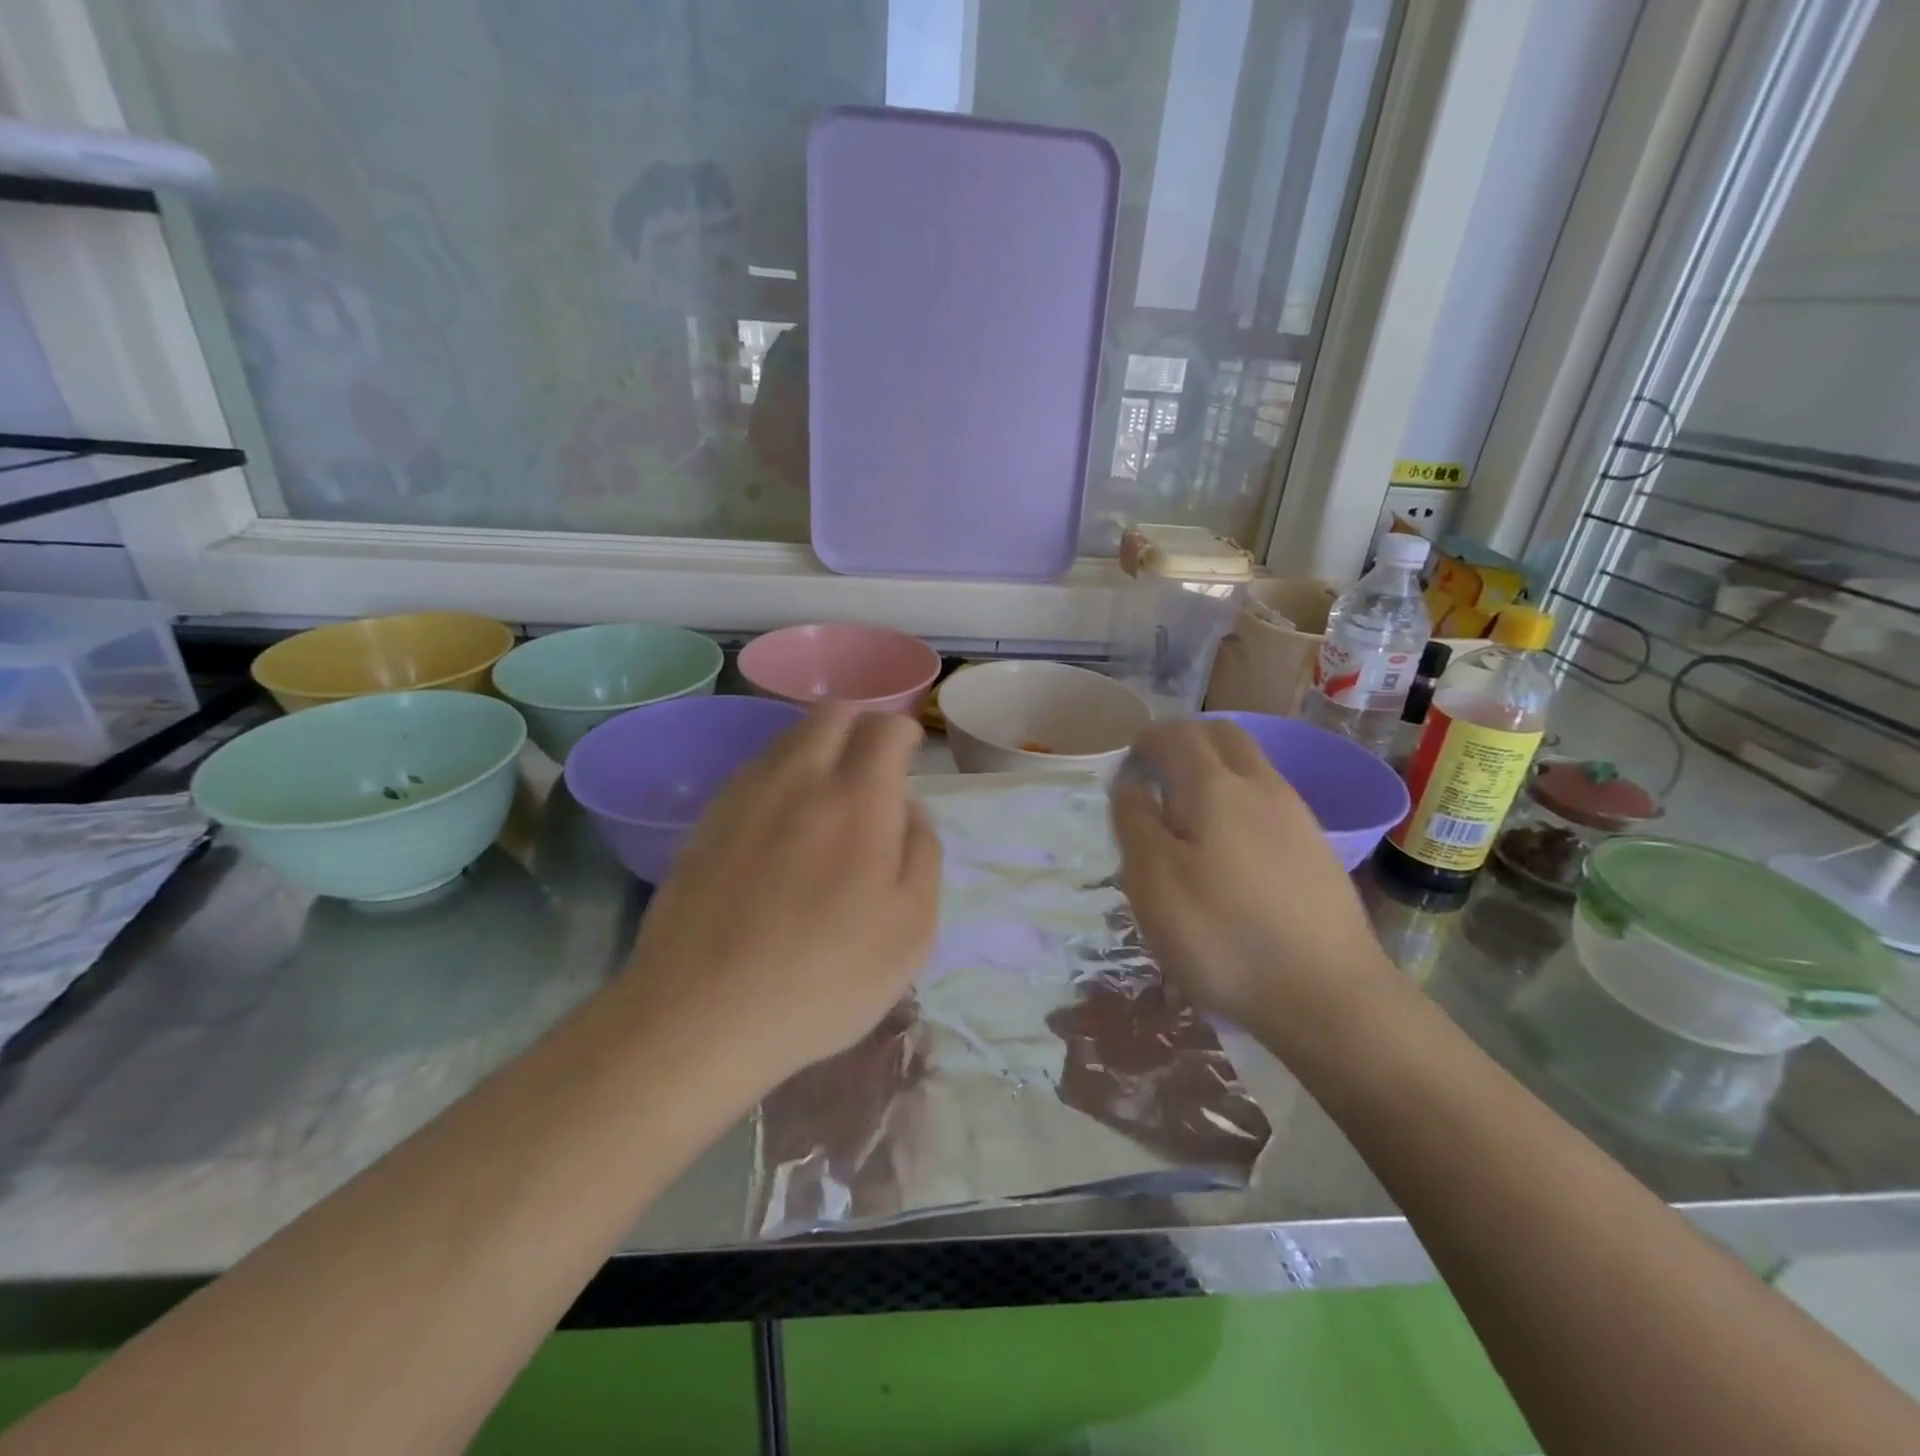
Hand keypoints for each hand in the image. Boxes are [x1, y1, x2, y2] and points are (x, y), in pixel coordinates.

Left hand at [623, 705, 942, 1079]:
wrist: (701, 1015)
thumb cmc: (826, 977)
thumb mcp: (912, 928)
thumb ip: (923, 853)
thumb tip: (910, 809)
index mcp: (858, 798)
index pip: (884, 728)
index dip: (903, 733)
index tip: (909, 755)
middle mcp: (800, 778)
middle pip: (832, 714)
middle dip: (861, 724)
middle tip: (874, 763)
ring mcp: (745, 795)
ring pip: (789, 737)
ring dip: (819, 745)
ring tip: (830, 790)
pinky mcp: (707, 821)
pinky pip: (754, 770)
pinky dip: (781, 773)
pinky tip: (783, 819)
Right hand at [1110, 720, 1394, 1034]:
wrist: (1329, 996)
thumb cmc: (1223, 936)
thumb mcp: (1153, 883)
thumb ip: (1135, 824)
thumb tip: (1131, 786)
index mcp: (1216, 788)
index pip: (1179, 736)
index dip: (1150, 738)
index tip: (1130, 756)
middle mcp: (1263, 787)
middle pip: (1225, 736)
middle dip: (1188, 739)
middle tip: (1159, 767)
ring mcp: (1298, 817)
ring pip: (1253, 767)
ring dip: (1217, 768)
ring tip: (1189, 809)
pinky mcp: (1318, 850)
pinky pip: (1271, 800)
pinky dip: (1241, 798)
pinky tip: (1230, 845)